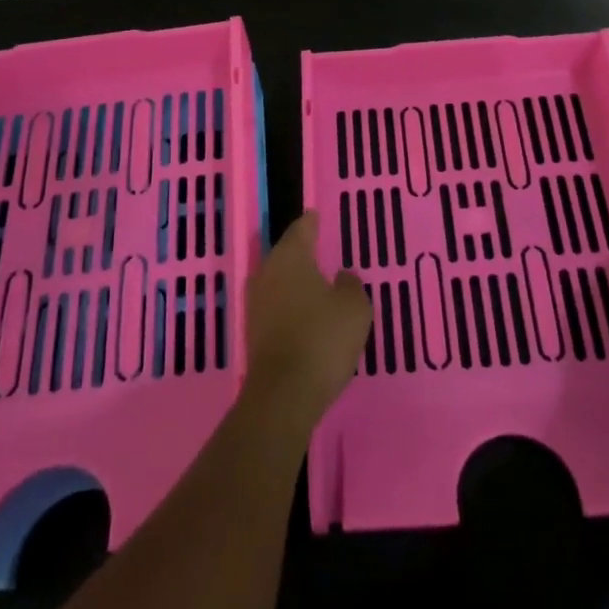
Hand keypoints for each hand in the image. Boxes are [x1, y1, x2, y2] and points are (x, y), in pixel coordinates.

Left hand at [243, 212, 371, 424]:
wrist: (284, 394)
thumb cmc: (322, 338)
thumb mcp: (354, 308)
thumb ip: (350, 286)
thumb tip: (342, 277)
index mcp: (290, 257)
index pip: (301, 229)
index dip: (311, 222)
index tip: (316, 215)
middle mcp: (267, 273)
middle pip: (286, 253)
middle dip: (302, 251)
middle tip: (320, 247)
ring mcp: (256, 303)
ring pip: (279, 280)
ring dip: (295, 280)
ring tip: (317, 281)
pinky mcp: (254, 332)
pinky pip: (276, 306)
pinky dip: (291, 304)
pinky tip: (306, 313)